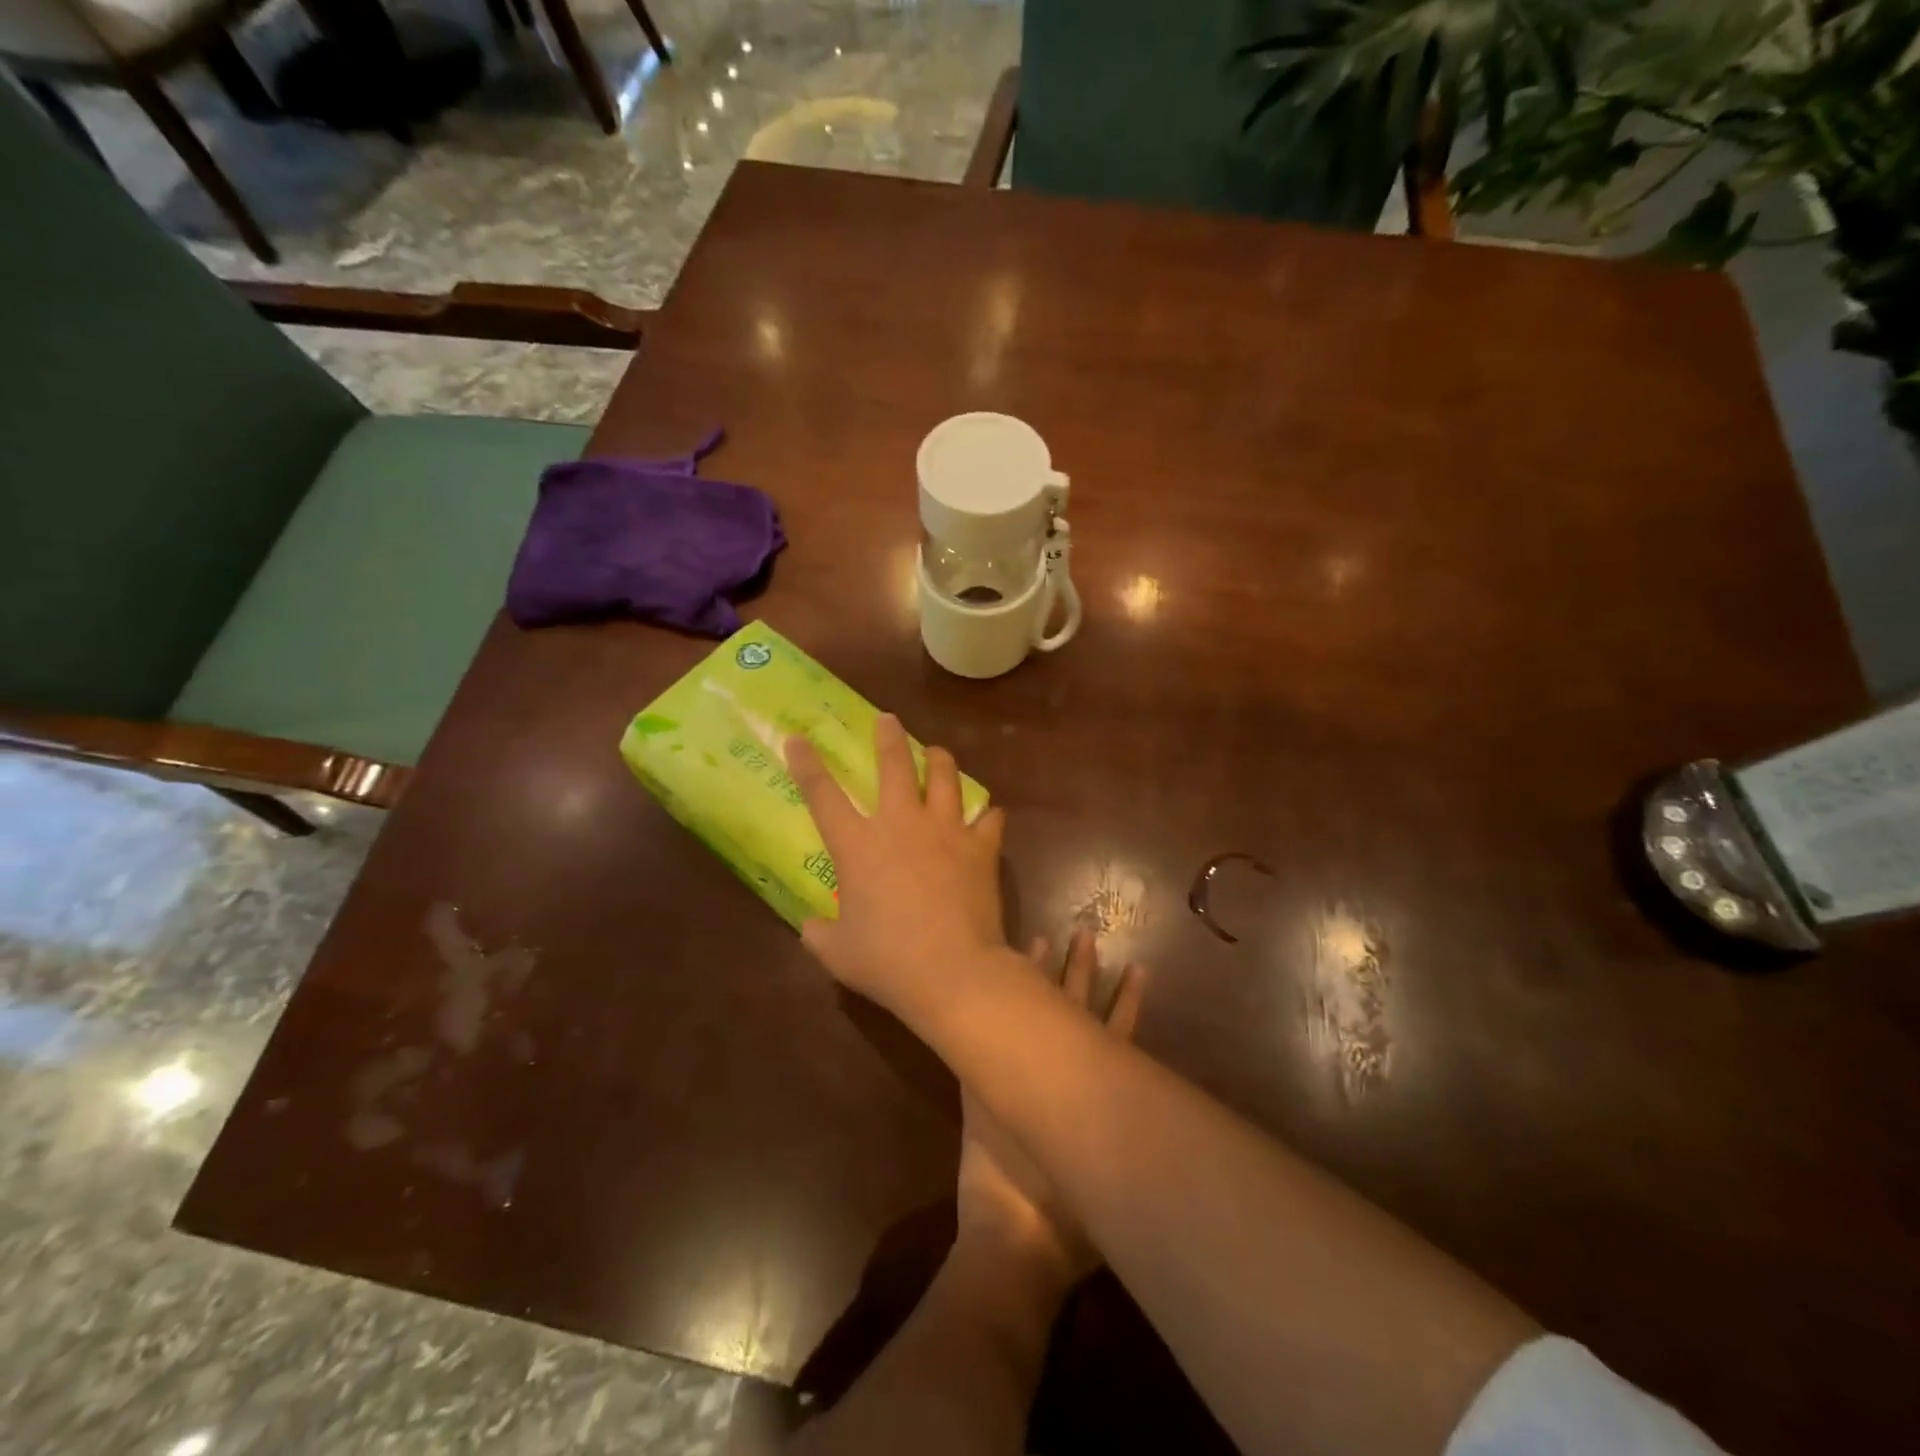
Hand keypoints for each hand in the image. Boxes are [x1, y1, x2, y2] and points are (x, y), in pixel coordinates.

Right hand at [785, 713, 1007, 1014]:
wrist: (952, 971)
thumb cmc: (887, 961)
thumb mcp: (838, 953)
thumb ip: (819, 934)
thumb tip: (811, 926)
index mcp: (858, 846)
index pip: (823, 795)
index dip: (807, 764)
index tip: (798, 738)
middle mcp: (901, 825)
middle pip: (894, 765)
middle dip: (888, 737)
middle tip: (888, 719)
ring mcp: (946, 831)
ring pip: (946, 777)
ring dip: (940, 760)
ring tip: (938, 753)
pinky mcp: (981, 848)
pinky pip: (989, 819)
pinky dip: (987, 815)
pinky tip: (987, 816)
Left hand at [956, 930, 1143, 1283]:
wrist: (1016, 1239)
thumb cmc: (1072, 1226)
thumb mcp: (1109, 1181)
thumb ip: (1124, 1146)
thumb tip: (1144, 1123)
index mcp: (1097, 1093)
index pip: (1119, 1033)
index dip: (1129, 1002)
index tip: (1139, 968)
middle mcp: (1061, 1073)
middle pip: (1077, 1009)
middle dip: (1083, 972)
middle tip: (1086, 934)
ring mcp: (1018, 1073)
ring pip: (1033, 1010)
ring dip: (1040, 976)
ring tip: (1045, 937)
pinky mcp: (980, 1082)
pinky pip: (986, 1030)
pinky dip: (991, 1005)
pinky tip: (992, 976)